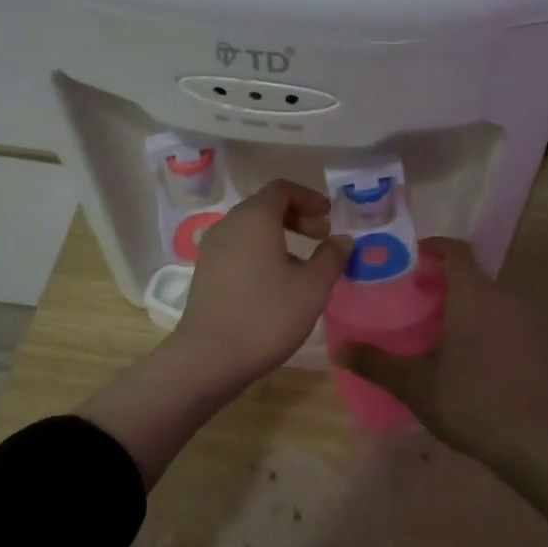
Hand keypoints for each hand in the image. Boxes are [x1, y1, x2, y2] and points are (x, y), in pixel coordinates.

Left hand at [83, 180, 347, 489]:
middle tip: (322, 237)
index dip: (309, 197)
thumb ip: (332, 257)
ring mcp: (212, 249)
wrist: (210, 357)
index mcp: (254, 218)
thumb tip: (342, 239)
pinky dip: (262, 252)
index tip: (329, 215)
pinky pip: (239, 249)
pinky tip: (277, 283)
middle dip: (297, 217)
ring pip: (251, 230)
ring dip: (280, 237)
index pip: (281, 189)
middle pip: (265, 207)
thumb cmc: (267, 315)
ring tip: (304, 264)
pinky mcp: (205, 273)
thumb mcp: (312, 287)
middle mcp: (229, 225)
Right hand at [332, 238, 547, 545]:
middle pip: (474, 278)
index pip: (455, 250)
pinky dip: (493, 335)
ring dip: (471, 312)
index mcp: (473, 294)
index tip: (412, 258)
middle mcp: (507, 298)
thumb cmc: (476, 400)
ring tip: (445, 339)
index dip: (433, 247)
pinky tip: (480, 369)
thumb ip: (377, 364)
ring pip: (495, 305)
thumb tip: (339, 350)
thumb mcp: (418, 385)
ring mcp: (534, 323)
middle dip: (447, 286)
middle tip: (419, 306)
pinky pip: (513, 329)